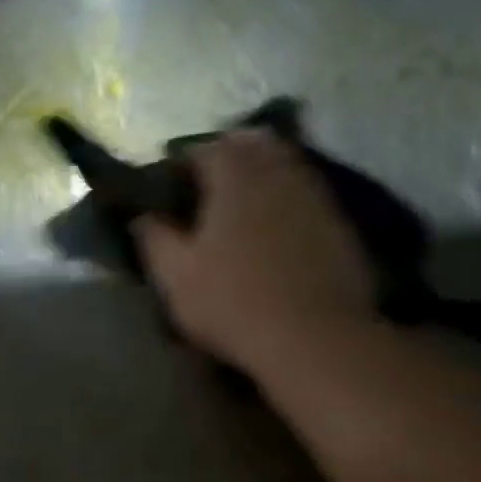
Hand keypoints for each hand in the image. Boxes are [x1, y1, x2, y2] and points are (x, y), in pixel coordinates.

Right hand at [133, 129, 376, 372]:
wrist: (312, 336)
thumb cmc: (232, 302)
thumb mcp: (175, 277)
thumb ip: (154, 239)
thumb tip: (142, 217)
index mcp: (234, 176)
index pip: (202, 149)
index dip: (180, 165)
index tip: (166, 190)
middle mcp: (278, 171)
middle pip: (249, 145)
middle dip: (225, 159)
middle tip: (204, 191)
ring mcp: (314, 195)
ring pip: (281, 167)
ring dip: (258, 177)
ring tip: (237, 211)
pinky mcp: (337, 223)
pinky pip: (303, 195)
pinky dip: (283, 202)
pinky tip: (272, 233)